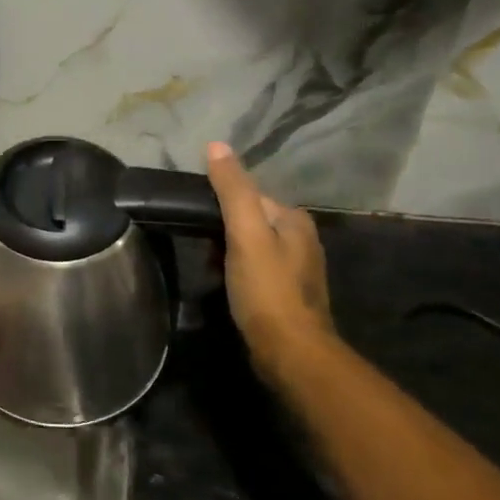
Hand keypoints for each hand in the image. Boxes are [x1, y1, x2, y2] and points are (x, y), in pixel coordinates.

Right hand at [205, 142, 336, 373]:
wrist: (290, 353)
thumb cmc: (267, 289)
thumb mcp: (245, 233)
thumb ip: (232, 189)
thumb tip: (216, 145)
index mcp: (295, 219)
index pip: (249, 196)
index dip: (220, 205)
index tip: (197, 222)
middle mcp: (302, 239)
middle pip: (250, 220)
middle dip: (222, 231)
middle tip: (200, 249)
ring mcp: (297, 269)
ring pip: (251, 246)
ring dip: (227, 253)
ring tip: (208, 269)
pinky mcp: (287, 295)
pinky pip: (255, 270)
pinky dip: (237, 272)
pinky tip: (225, 286)